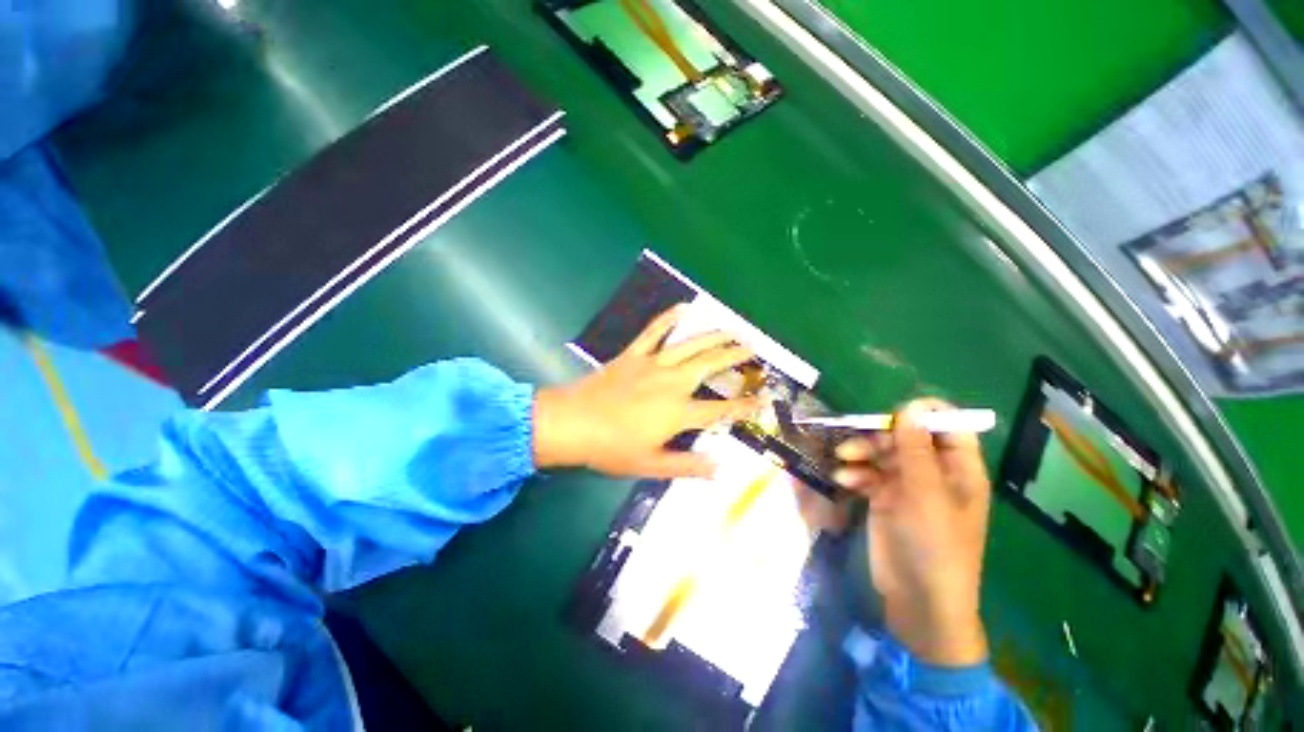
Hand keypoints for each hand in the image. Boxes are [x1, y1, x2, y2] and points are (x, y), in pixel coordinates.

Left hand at [534, 306, 759, 477]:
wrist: (571, 423)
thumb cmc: (610, 448)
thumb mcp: (650, 465)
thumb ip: (687, 466)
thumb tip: (719, 468)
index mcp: (677, 412)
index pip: (719, 409)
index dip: (744, 405)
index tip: (763, 398)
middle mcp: (671, 383)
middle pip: (709, 365)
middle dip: (734, 356)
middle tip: (752, 349)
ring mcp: (651, 364)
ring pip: (689, 345)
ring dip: (713, 336)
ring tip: (732, 330)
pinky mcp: (633, 354)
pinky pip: (653, 331)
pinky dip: (668, 318)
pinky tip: (682, 307)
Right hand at [834, 398, 991, 666]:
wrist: (917, 599)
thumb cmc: (934, 546)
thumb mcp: (926, 495)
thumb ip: (916, 449)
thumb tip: (911, 407)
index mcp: (958, 470)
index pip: (949, 428)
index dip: (926, 414)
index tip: (895, 411)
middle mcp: (933, 473)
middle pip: (906, 437)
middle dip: (881, 436)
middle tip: (858, 442)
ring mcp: (906, 486)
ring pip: (882, 453)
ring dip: (861, 453)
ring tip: (843, 459)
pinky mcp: (883, 498)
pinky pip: (867, 474)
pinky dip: (855, 474)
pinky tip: (843, 481)